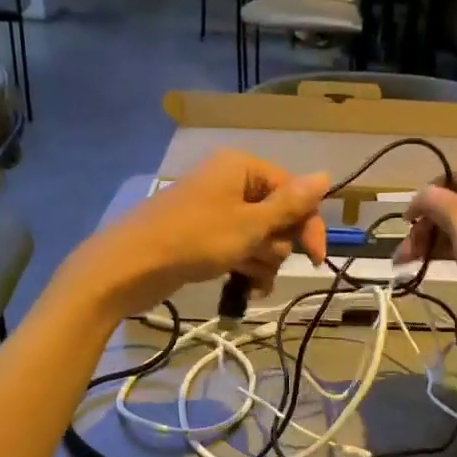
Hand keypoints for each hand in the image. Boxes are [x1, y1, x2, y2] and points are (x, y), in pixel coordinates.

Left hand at [66, 152, 328, 317]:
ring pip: (259, 237)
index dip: (307, 225)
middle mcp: (230, 183)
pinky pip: (238, 249)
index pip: (293, 191)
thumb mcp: (249, 224)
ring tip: (248, 280)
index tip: (316, 260)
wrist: (130, 266)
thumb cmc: (194, 239)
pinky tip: (244, 289)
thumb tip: (327, 175)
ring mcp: (215, 211)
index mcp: (242, 168)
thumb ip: (290, 204)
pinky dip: (244, 267)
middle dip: (277, 246)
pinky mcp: (203, 237)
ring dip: (262, 262)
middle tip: (261, 262)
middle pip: (277, 215)